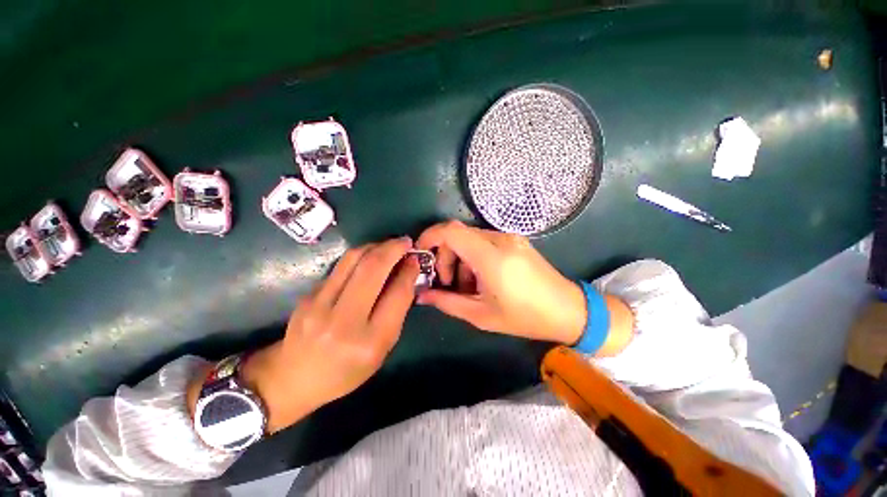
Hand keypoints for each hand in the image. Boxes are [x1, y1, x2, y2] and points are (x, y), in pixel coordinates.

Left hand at [189, 237, 419, 433]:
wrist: (293, 377)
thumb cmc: (346, 370)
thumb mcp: (382, 349)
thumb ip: (396, 312)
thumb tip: (407, 275)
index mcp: (370, 342)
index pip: (397, 294)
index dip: (409, 271)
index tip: (416, 259)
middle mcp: (343, 321)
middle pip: (372, 269)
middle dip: (393, 249)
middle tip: (405, 242)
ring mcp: (319, 305)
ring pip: (352, 260)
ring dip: (375, 246)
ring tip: (389, 245)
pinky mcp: (308, 295)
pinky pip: (340, 267)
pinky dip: (360, 256)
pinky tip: (369, 258)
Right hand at [415, 221, 587, 344]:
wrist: (568, 310)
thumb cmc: (525, 317)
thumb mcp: (481, 315)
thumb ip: (447, 302)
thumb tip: (422, 295)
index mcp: (491, 257)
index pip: (451, 231)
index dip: (430, 236)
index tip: (421, 254)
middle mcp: (500, 239)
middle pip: (458, 234)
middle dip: (445, 256)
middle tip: (446, 283)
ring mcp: (509, 238)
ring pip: (470, 238)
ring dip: (460, 259)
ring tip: (467, 286)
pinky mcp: (515, 240)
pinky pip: (484, 242)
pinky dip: (474, 257)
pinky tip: (482, 279)